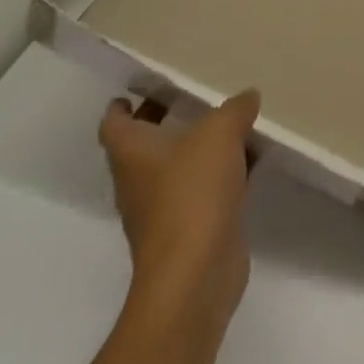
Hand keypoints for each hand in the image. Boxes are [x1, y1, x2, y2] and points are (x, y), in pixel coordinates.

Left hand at [94, 90, 260, 363]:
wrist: (195, 275)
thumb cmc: (193, 192)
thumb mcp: (221, 131)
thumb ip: (235, 108)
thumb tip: (247, 97)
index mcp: (133, 154)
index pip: (114, 124)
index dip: (122, 106)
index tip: (138, 88)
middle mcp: (140, 182)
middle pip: (144, 146)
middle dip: (164, 120)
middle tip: (190, 94)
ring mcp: (162, 211)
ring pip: (177, 168)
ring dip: (197, 148)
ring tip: (229, 120)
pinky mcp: (190, 231)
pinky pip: (203, 190)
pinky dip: (221, 173)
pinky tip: (250, 159)